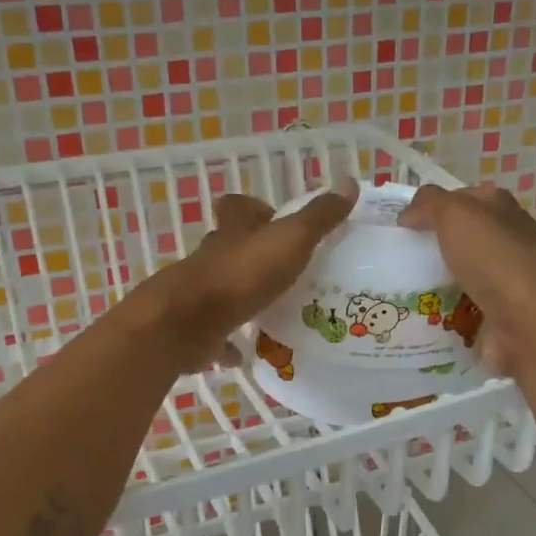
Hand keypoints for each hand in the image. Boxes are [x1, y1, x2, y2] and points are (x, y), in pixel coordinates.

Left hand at [136, 181, 356, 372]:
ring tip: (274, 311)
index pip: (238, 207)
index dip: (254, 208)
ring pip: (223, 289)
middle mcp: (212, 258)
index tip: (273, 217)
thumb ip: (318, 217)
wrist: (187, 323)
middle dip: (252, 256)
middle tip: (285, 271)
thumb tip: (349, 183)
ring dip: (243, 296)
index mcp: (233, 232)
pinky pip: (215, 333)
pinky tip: (246, 352)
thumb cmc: (241, 275)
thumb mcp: (289, 240)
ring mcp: (200, 294)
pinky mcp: (195, 328)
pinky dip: (228, 342)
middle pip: (230, 248)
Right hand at [398, 182, 535, 376]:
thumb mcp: (456, 214)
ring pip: (459, 278)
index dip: (436, 206)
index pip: (466, 199)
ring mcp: (503, 283)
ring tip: (398, 292)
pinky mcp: (496, 318)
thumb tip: (408, 215)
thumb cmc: (494, 258)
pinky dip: (442, 316)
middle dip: (432, 248)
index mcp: (502, 211)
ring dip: (433, 285)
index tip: (404, 224)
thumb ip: (429, 205)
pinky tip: (419, 319)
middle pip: (462, 240)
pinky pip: (460, 313)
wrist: (529, 322)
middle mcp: (506, 243)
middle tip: (396, 259)